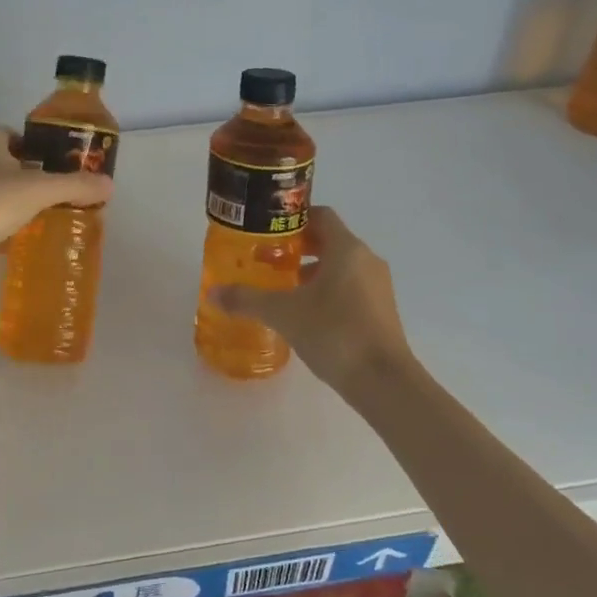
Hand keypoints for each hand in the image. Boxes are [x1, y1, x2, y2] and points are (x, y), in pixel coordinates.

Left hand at [0, 129, 113, 282]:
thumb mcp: (40, 190)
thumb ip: (75, 186)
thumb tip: (110, 185)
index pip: (11, 134)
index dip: (32, 144)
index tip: (52, 161)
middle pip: (1, 161)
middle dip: (24, 172)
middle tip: (51, 189)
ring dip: (9, 197)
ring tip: (35, 212)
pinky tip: (11, 233)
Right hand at [211, 207, 414, 401]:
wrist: (383, 381)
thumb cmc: (334, 332)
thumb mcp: (283, 313)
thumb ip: (247, 299)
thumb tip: (212, 292)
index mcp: (347, 248)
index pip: (320, 215)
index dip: (293, 219)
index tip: (268, 231)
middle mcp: (366, 260)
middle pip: (330, 240)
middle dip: (299, 247)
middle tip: (268, 259)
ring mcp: (378, 286)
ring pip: (341, 266)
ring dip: (313, 271)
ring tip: (282, 288)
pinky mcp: (381, 311)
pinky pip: (350, 288)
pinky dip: (328, 291)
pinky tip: (306, 314)